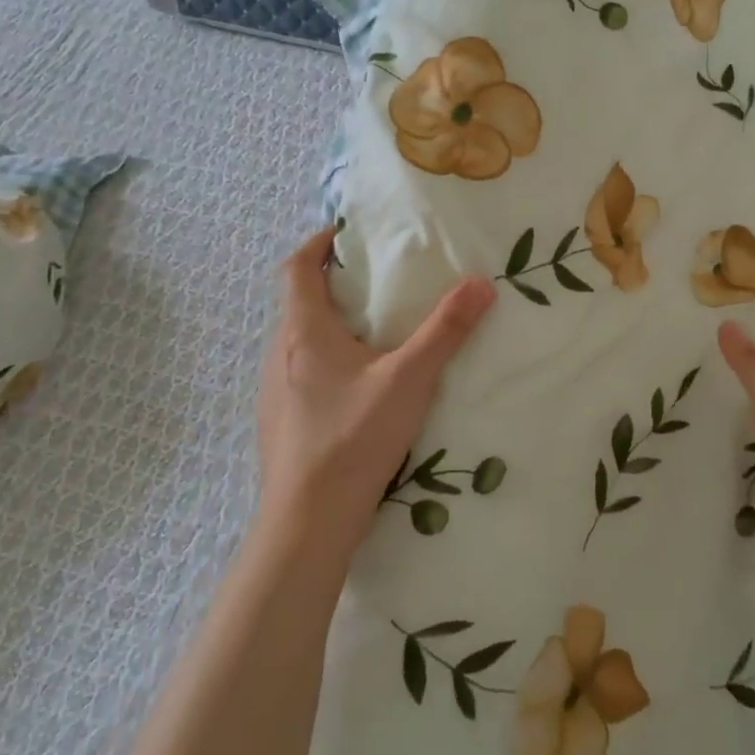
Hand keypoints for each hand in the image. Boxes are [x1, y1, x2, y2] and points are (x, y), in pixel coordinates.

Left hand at [256, 228, 495, 561]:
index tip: (346, 234)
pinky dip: (325, 359)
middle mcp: (279, 353)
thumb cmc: (354, 437)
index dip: (317, 243)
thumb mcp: (409, 379)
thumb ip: (445, 331)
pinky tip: (358, 385)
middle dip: (331, 283)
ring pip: (298, 340)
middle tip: (375, 280)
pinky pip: (300, 371)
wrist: (307, 521)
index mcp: (303, 331)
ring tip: (372, 329)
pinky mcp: (280, 421)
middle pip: (298, 302)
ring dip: (328, 324)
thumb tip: (481, 285)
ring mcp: (274, 390)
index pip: (296, 267)